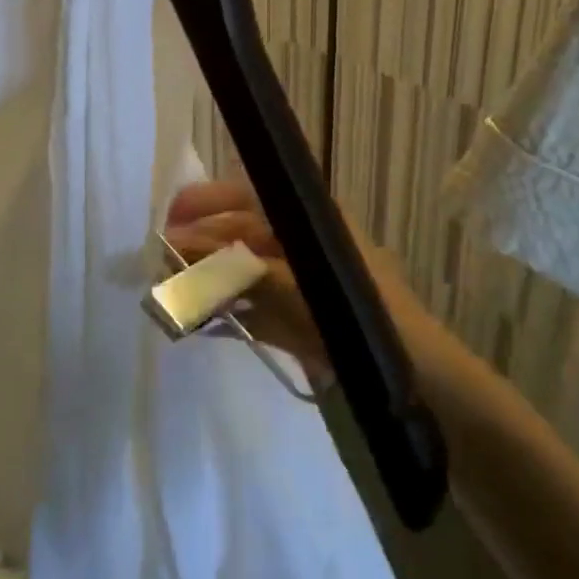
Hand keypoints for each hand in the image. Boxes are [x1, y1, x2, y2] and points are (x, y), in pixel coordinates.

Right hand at [163, 178, 433, 385]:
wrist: (420, 383)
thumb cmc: (361, 316)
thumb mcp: (293, 285)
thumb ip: (233, 267)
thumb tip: (174, 247)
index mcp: (309, 220)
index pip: (246, 195)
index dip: (205, 202)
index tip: (168, 219)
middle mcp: (301, 246)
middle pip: (238, 237)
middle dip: (198, 249)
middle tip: (157, 267)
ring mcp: (299, 286)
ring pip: (240, 275)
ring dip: (205, 285)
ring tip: (168, 299)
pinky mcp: (298, 323)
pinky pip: (252, 312)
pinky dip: (225, 317)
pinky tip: (196, 326)